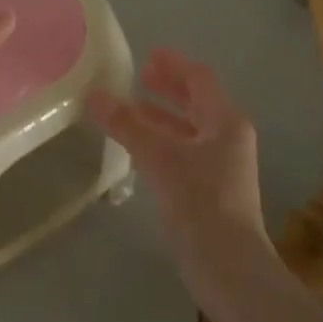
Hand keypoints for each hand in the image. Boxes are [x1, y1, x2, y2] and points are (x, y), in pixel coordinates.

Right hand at [87, 49, 268, 285]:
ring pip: (188, 130)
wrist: (227, 265)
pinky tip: (137, 148)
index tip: (146, 56)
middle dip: (168, 89)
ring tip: (129, 110)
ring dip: (161, 117)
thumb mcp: (159, 157)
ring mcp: (221, 166)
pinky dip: (161, 143)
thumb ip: (127, 124)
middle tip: (137, 77)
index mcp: (226, 121)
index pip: (200, 79)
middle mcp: (228, 138)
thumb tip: (94, 94)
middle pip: (197, 102)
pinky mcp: (210, 191)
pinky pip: (183, 153)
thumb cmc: (199, 201)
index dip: (173, 64)